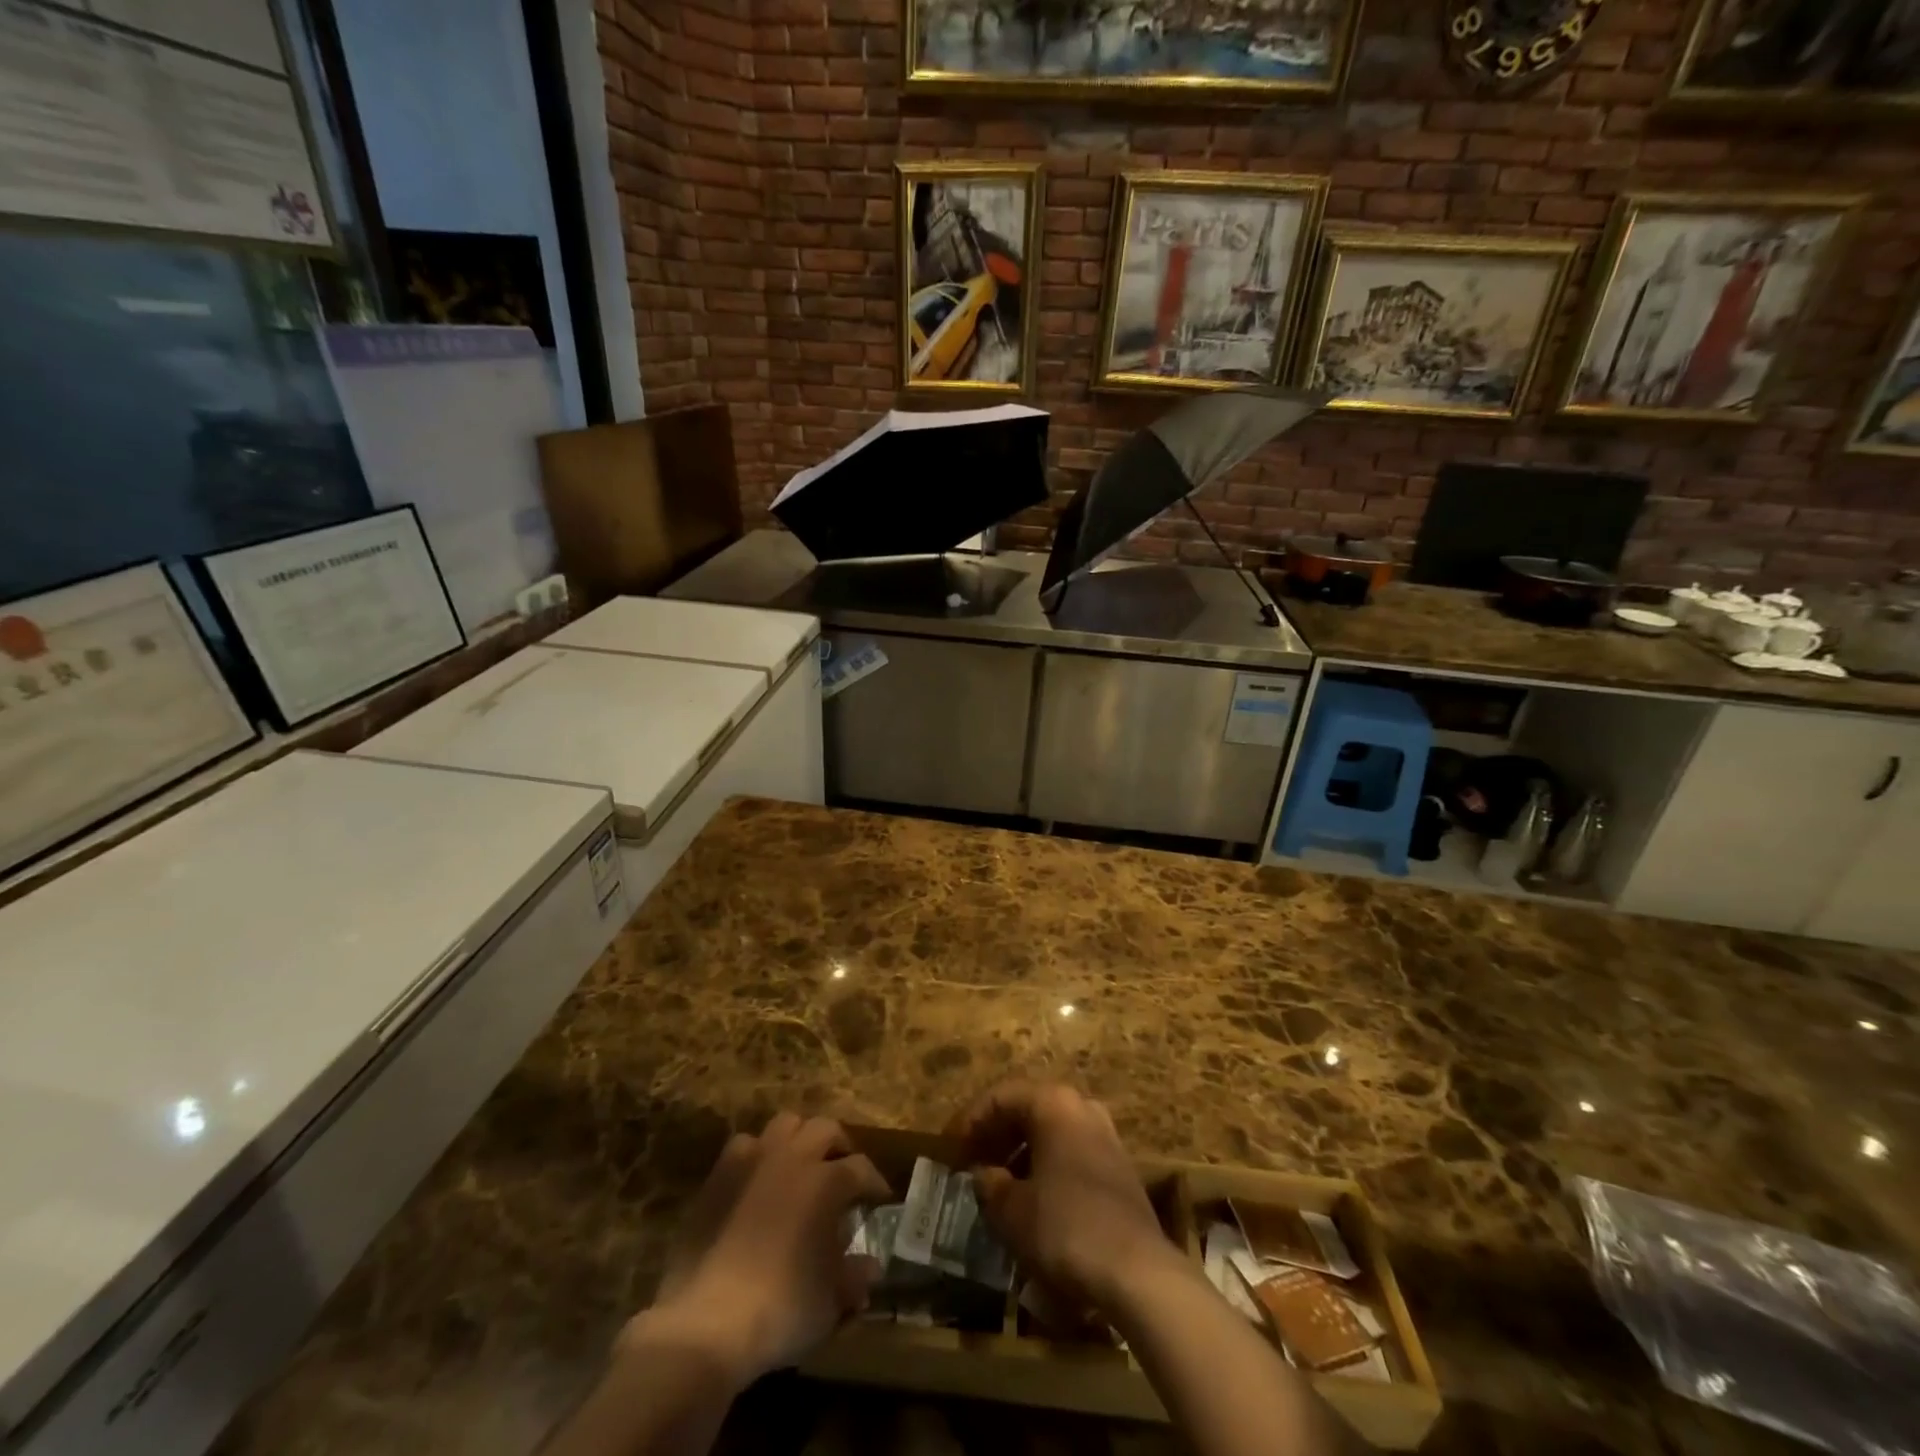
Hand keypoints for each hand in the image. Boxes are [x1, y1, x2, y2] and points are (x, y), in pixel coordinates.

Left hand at [633, 1113, 890, 1384]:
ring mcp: (753, 1160)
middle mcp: (793, 1158)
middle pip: (826, 1129)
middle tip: (844, 1172)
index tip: (879, 1198)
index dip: (874, 1182)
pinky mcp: (719, 1174)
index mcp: (826, 1182)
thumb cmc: (780, 1309)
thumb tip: (870, 1267)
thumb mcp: (828, 1302)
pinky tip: (760, 1177)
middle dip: (840, 1147)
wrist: (706, 1323)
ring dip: (800, 1138)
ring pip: (786, 1123)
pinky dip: (759, 1153)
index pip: (861, 1168)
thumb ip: (853, 1277)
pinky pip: (745, 1144)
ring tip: (803, 1164)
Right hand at [949, 1080, 1177, 1313]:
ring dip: (1021, 1153)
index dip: (971, 1120)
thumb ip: (991, 1185)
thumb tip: (984, 1175)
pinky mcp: (1120, 1168)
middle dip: (997, 1135)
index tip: (950, 1148)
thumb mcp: (1012, 1210)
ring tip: (998, 1184)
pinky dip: (1046, 1167)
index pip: (1001, 1096)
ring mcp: (1106, 1136)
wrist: (1138, 1272)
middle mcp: (1082, 1107)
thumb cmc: (1065, 1227)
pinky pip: (1071, 1153)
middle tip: (971, 1162)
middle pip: (1029, 1109)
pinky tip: (1033, 1200)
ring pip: (1052, 1132)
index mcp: (1054, 1103)